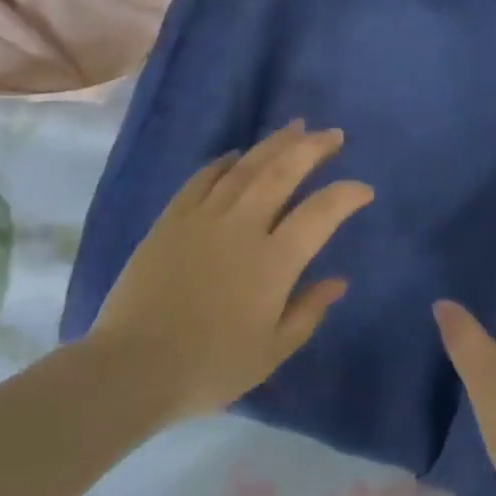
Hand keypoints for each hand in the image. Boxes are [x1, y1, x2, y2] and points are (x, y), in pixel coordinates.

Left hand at [90, 121, 372, 425]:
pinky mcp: (171, 220)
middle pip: (283, 172)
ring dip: (274, 144)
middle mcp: (242, 226)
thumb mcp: (271, 351)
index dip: (347, 195)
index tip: (363, 189)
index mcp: (274, 261)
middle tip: (333, 135)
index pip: (321, 212)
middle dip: (312, 148)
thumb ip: (308, 311)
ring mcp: (203, 218)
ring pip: (245, 167)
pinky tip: (235, 154)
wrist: (132, 367)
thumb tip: (338, 281)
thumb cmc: (210, 366)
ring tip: (295, 128)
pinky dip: (222, 162)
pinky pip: (201, 179)